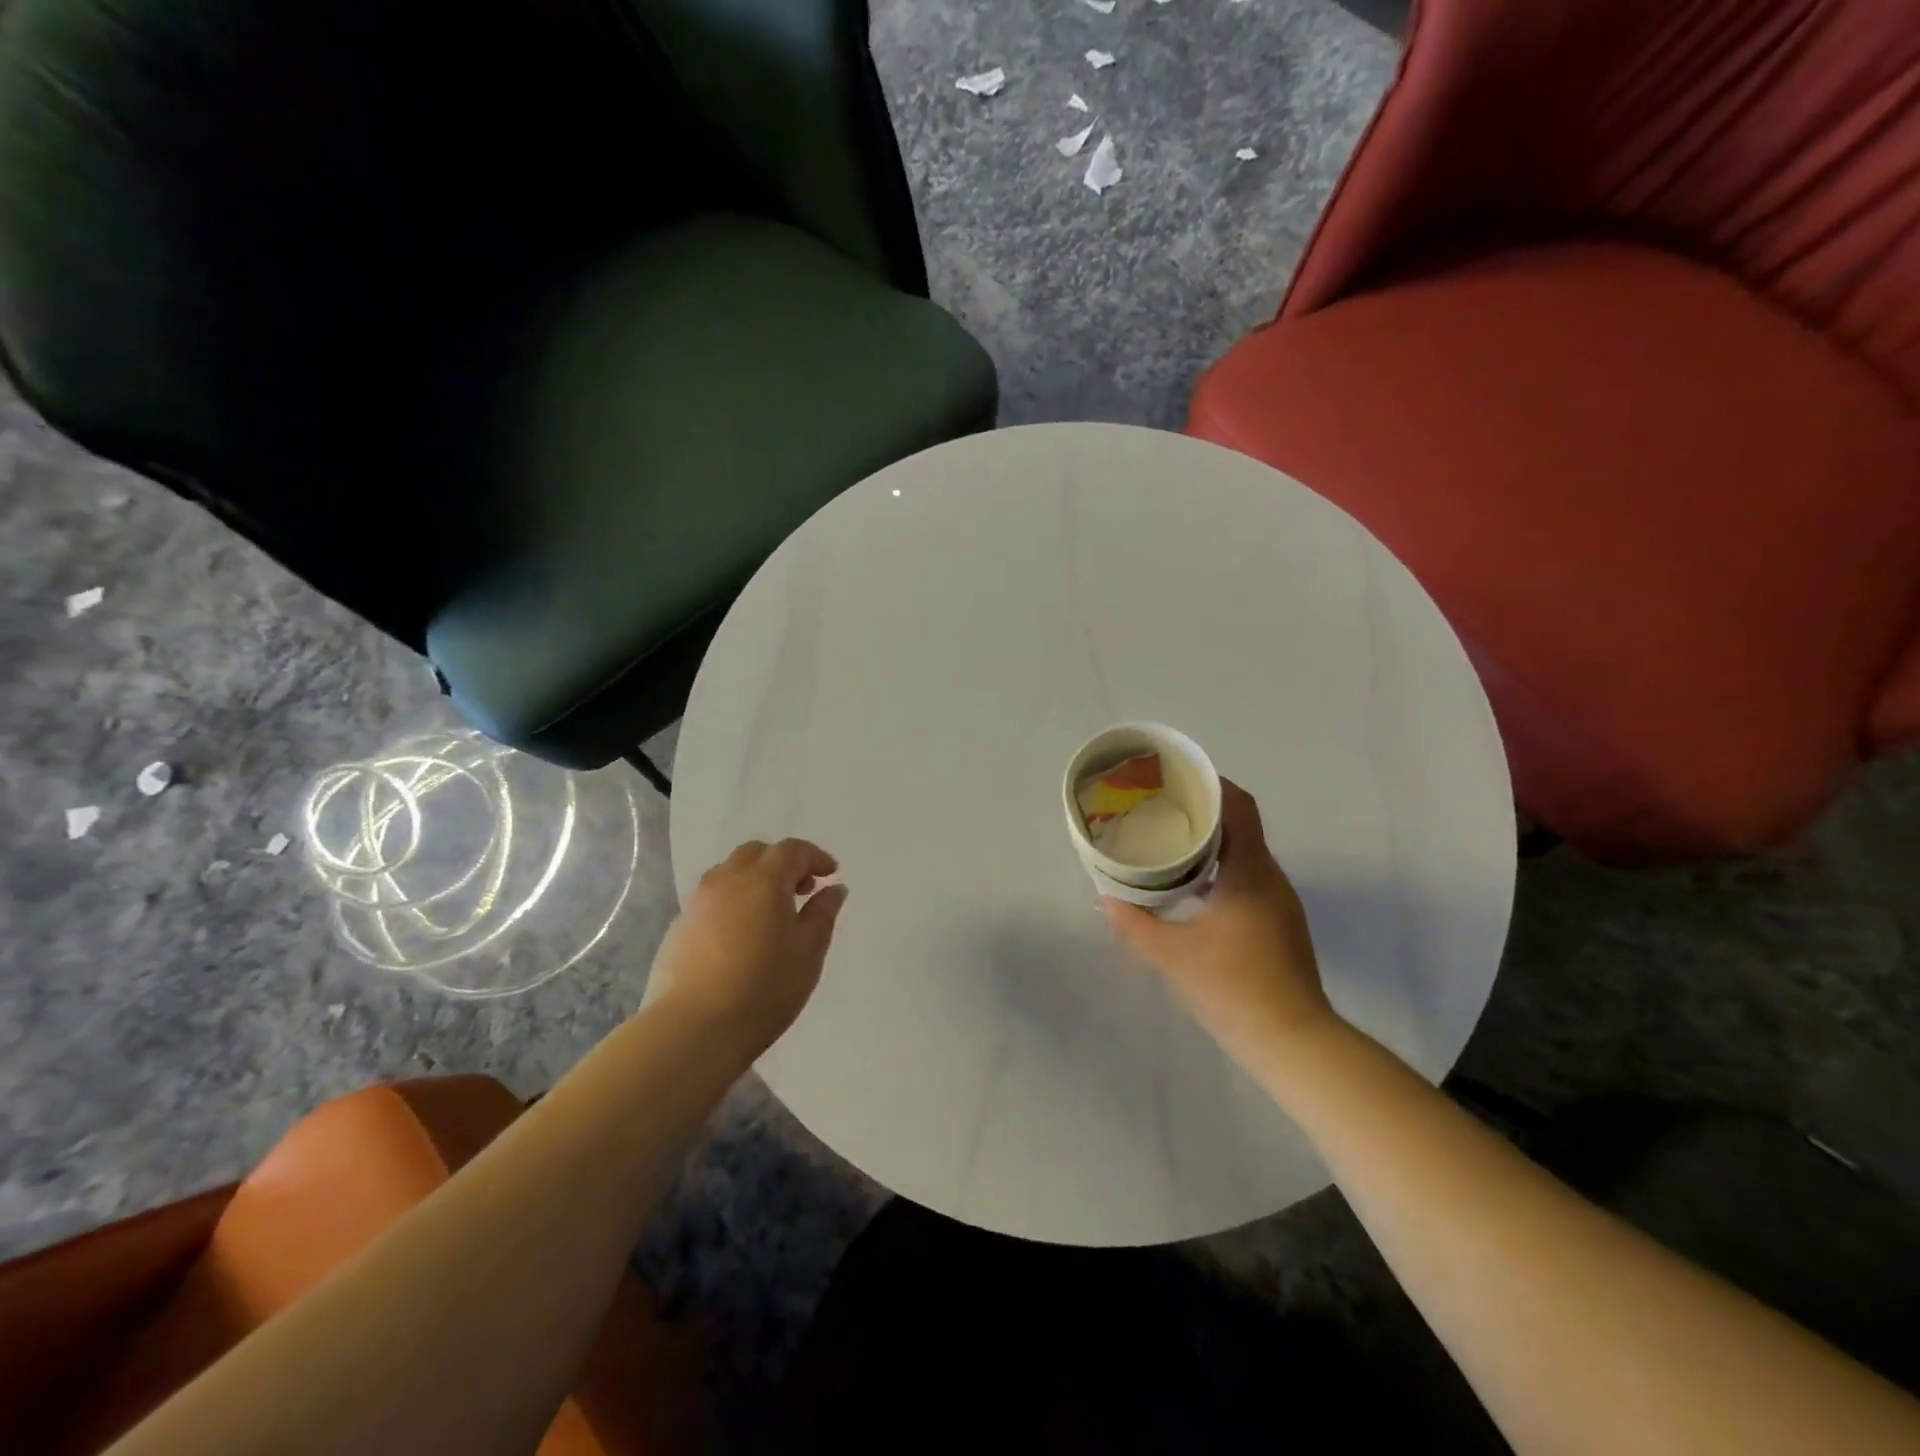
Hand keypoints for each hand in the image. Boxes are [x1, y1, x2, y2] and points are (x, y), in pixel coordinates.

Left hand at [649, 838, 848, 1059]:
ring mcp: (698, 902)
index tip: (831, 873)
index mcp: (763, 880)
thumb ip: (823, 914)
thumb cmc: (763, 989)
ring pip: (730, 872)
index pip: (792, 850)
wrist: (692, 1029)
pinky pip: (712, 898)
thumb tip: (833, 888)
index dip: (815, 856)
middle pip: (757, 853)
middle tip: (802, 890)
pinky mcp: (679, 927)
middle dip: (783, 863)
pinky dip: (733, 901)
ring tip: (770, 912)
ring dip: (755, 879)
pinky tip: (741, 934)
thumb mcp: (808, 952)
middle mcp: (727, 880)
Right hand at [1102, 780, 1334, 1069]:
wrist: (1293, 1042)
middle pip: (1242, 827)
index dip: (1213, 785)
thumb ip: (1133, 923)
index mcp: (1250, 872)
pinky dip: (1221, 873)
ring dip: (1213, 846)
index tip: (1179, 780)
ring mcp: (1280, 903)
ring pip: (1246, 856)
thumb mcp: (1170, 955)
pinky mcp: (1280, 925)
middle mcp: (1271, 879)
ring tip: (1171, 847)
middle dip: (1204, 814)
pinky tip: (1193, 892)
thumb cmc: (1232, 987)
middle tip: (1162, 812)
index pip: (1240, 807)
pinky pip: (1249, 880)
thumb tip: (1106, 898)